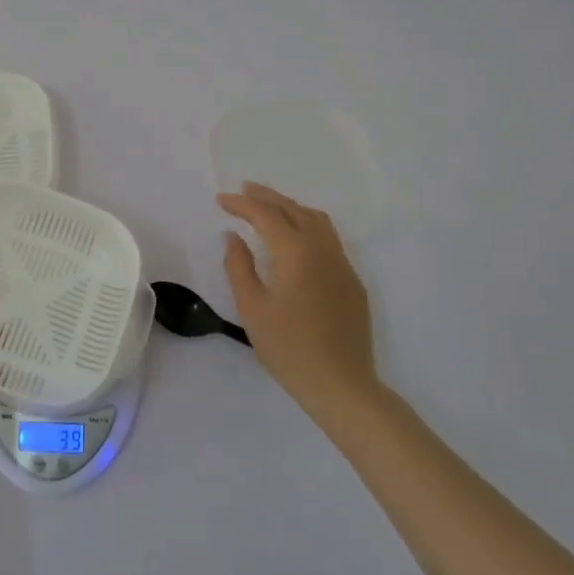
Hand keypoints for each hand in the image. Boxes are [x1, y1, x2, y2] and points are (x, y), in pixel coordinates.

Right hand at [218, 182, 376, 418]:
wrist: (341, 384)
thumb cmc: (288, 348)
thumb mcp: (252, 308)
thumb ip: (239, 267)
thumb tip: (233, 237)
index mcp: (296, 252)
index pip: (266, 215)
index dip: (242, 205)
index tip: (221, 200)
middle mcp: (322, 249)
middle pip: (293, 210)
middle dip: (267, 197)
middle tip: (243, 190)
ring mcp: (342, 264)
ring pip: (317, 220)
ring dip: (291, 207)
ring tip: (269, 207)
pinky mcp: (352, 282)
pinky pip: (329, 239)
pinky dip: (308, 226)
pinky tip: (296, 239)